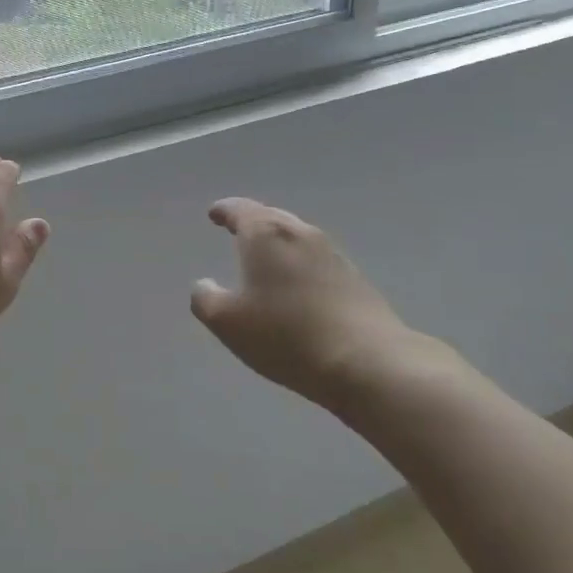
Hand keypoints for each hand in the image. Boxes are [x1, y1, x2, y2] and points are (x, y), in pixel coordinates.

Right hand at [190, 198, 468, 416]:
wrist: (366, 362)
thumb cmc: (286, 335)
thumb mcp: (227, 322)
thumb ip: (205, 299)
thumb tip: (205, 285)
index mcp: (266, 234)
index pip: (240, 210)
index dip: (224, 210)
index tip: (214, 214)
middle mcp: (300, 233)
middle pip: (272, 218)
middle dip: (253, 222)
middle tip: (237, 231)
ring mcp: (333, 254)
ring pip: (298, 238)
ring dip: (279, 244)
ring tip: (265, 259)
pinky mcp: (355, 279)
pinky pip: (317, 261)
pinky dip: (300, 265)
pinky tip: (297, 287)